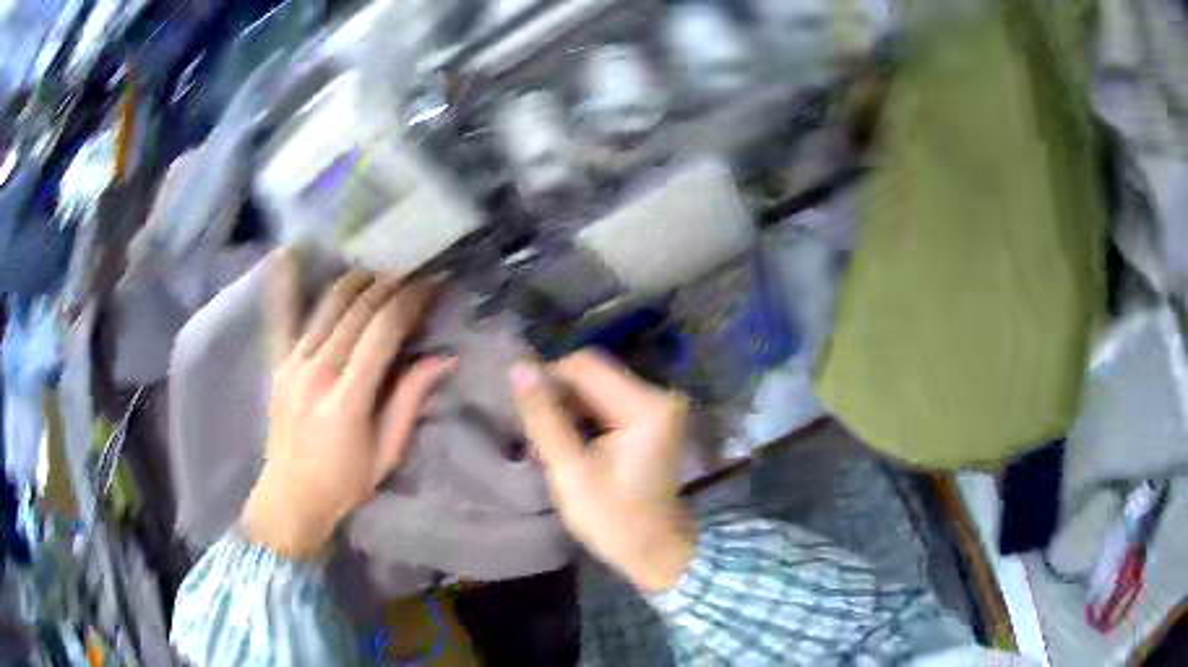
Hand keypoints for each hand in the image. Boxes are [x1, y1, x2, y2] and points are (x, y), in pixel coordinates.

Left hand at [240, 251, 454, 558]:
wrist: (290, 498)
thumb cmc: (344, 483)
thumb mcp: (386, 453)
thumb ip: (410, 402)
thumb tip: (444, 359)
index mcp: (347, 398)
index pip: (383, 331)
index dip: (411, 299)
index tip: (433, 281)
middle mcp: (317, 370)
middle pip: (357, 309)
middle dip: (390, 282)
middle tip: (415, 267)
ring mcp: (292, 363)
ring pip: (328, 304)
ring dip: (357, 278)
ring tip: (381, 265)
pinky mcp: (278, 363)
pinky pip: (282, 316)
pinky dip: (286, 283)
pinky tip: (289, 251)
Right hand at [510, 351, 694, 591]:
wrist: (654, 551)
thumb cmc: (613, 520)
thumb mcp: (570, 471)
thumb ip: (544, 418)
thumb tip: (518, 369)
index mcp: (646, 406)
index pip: (585, 366)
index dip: (548, 380)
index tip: (523, 412)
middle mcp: (659, 396)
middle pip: (593, 375)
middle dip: (557, 398)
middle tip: (532, 433)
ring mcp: (658, 407)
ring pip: (596, 389)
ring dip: (567, 409)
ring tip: (544, 442)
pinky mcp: (652, 420)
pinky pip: (607, 404)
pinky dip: (583, 419)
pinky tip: (566, 443)